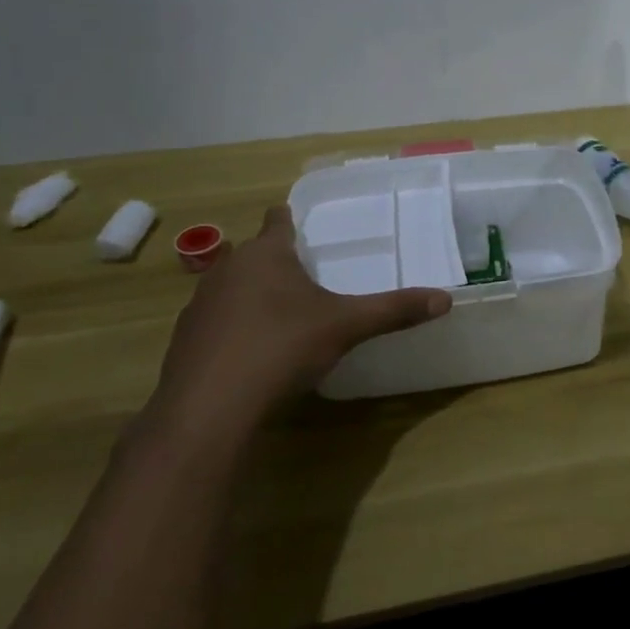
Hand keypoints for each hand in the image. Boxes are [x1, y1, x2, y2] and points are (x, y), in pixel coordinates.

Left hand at [151, 207, 450, 436]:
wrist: (208, 408)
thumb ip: (394, 310)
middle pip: (253, 254)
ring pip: (231, 286)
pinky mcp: (184, 340)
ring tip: (281, 313)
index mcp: (265, 255)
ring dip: (252, 293)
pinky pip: (216, 321)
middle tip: (306, 276)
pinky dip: (234, 327)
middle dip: (276, 261)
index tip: (303, 226)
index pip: (278, 221)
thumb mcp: (346, 326)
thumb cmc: (281, 348)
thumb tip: (445, 299)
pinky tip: (252, 351)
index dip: (290, 220)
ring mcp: (200, 304)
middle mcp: (227, 269)